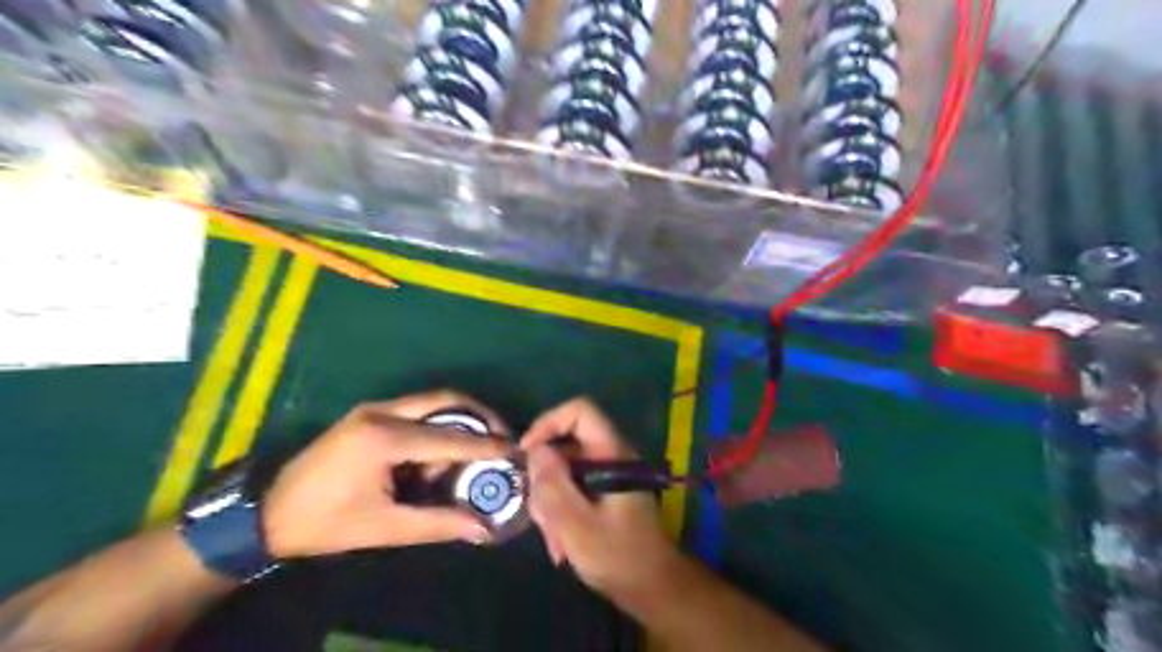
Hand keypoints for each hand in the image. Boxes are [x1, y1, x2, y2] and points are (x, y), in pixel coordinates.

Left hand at [270, 389, 513, 557]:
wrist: (267, 512)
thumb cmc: (325, 523)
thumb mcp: (384, 528)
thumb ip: (437, 524)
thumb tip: (482, 528)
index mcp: (384, 438)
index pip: (450, 438)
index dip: (487, 446)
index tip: (516, 450)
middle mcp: (382, 411)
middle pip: (446, 400)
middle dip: (480, 417)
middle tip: (502, 438)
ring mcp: (374, 408)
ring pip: (433, 402)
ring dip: (458, 422)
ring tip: (471, 454)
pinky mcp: (369, 413)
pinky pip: (417, 411)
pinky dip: (437, 427)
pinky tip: (437, 456)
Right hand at [521, 394, 683, 598]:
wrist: (654, 589)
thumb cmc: (619, 557)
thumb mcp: (576, 525)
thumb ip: (553, 486)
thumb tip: (535, 451)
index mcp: (612, 454)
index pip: (580, 411)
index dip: (549, 423)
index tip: (526, 454)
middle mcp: (611, 457)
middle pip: (566, 445)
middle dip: (546, 478)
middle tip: (539, 513)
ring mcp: (608, 476)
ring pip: (566, 471)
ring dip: (552, 502)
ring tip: (554, 539)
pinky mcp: (604, 493)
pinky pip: (573, 489)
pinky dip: (562, 512)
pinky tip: (561, 545)